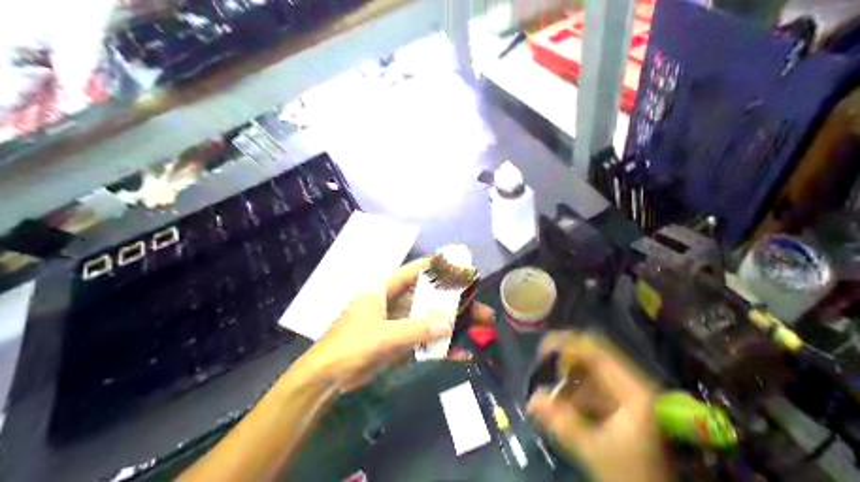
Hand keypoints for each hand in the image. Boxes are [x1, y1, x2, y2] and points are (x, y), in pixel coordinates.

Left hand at [297, 259, 490, 388]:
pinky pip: (425, 340)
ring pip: (431, 319)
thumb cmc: (350, 346)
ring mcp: (398, 323)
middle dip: (457, 304)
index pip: (417, 270)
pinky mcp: (400, 343)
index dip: (442, 268)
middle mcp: (395, 302)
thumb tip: (450, 323)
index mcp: (385, 289)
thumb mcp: (383, 336)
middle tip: (484, 311)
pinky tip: (462, 354)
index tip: (467, 271)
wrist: (327, 378)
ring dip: (454, 325)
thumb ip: (416, 329)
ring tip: (482, 330)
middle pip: (431, 298)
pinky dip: (442, 347)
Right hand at [525, 333, 671, 481]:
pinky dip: (576, 394)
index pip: (598, 352)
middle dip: (565, 366)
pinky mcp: (625, 406)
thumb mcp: (591, 448)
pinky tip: (562, 407)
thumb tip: (532, 398)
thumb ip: (560, 421)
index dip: (568, 344)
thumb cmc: (628, 473)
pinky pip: (595, 389)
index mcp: (633, 390)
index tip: (542, 348)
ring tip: (548, 396)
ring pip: (593, 375)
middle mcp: (634, 385)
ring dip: (568, 382)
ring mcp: (631, 395)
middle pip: (595, 360)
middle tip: (542, 373)